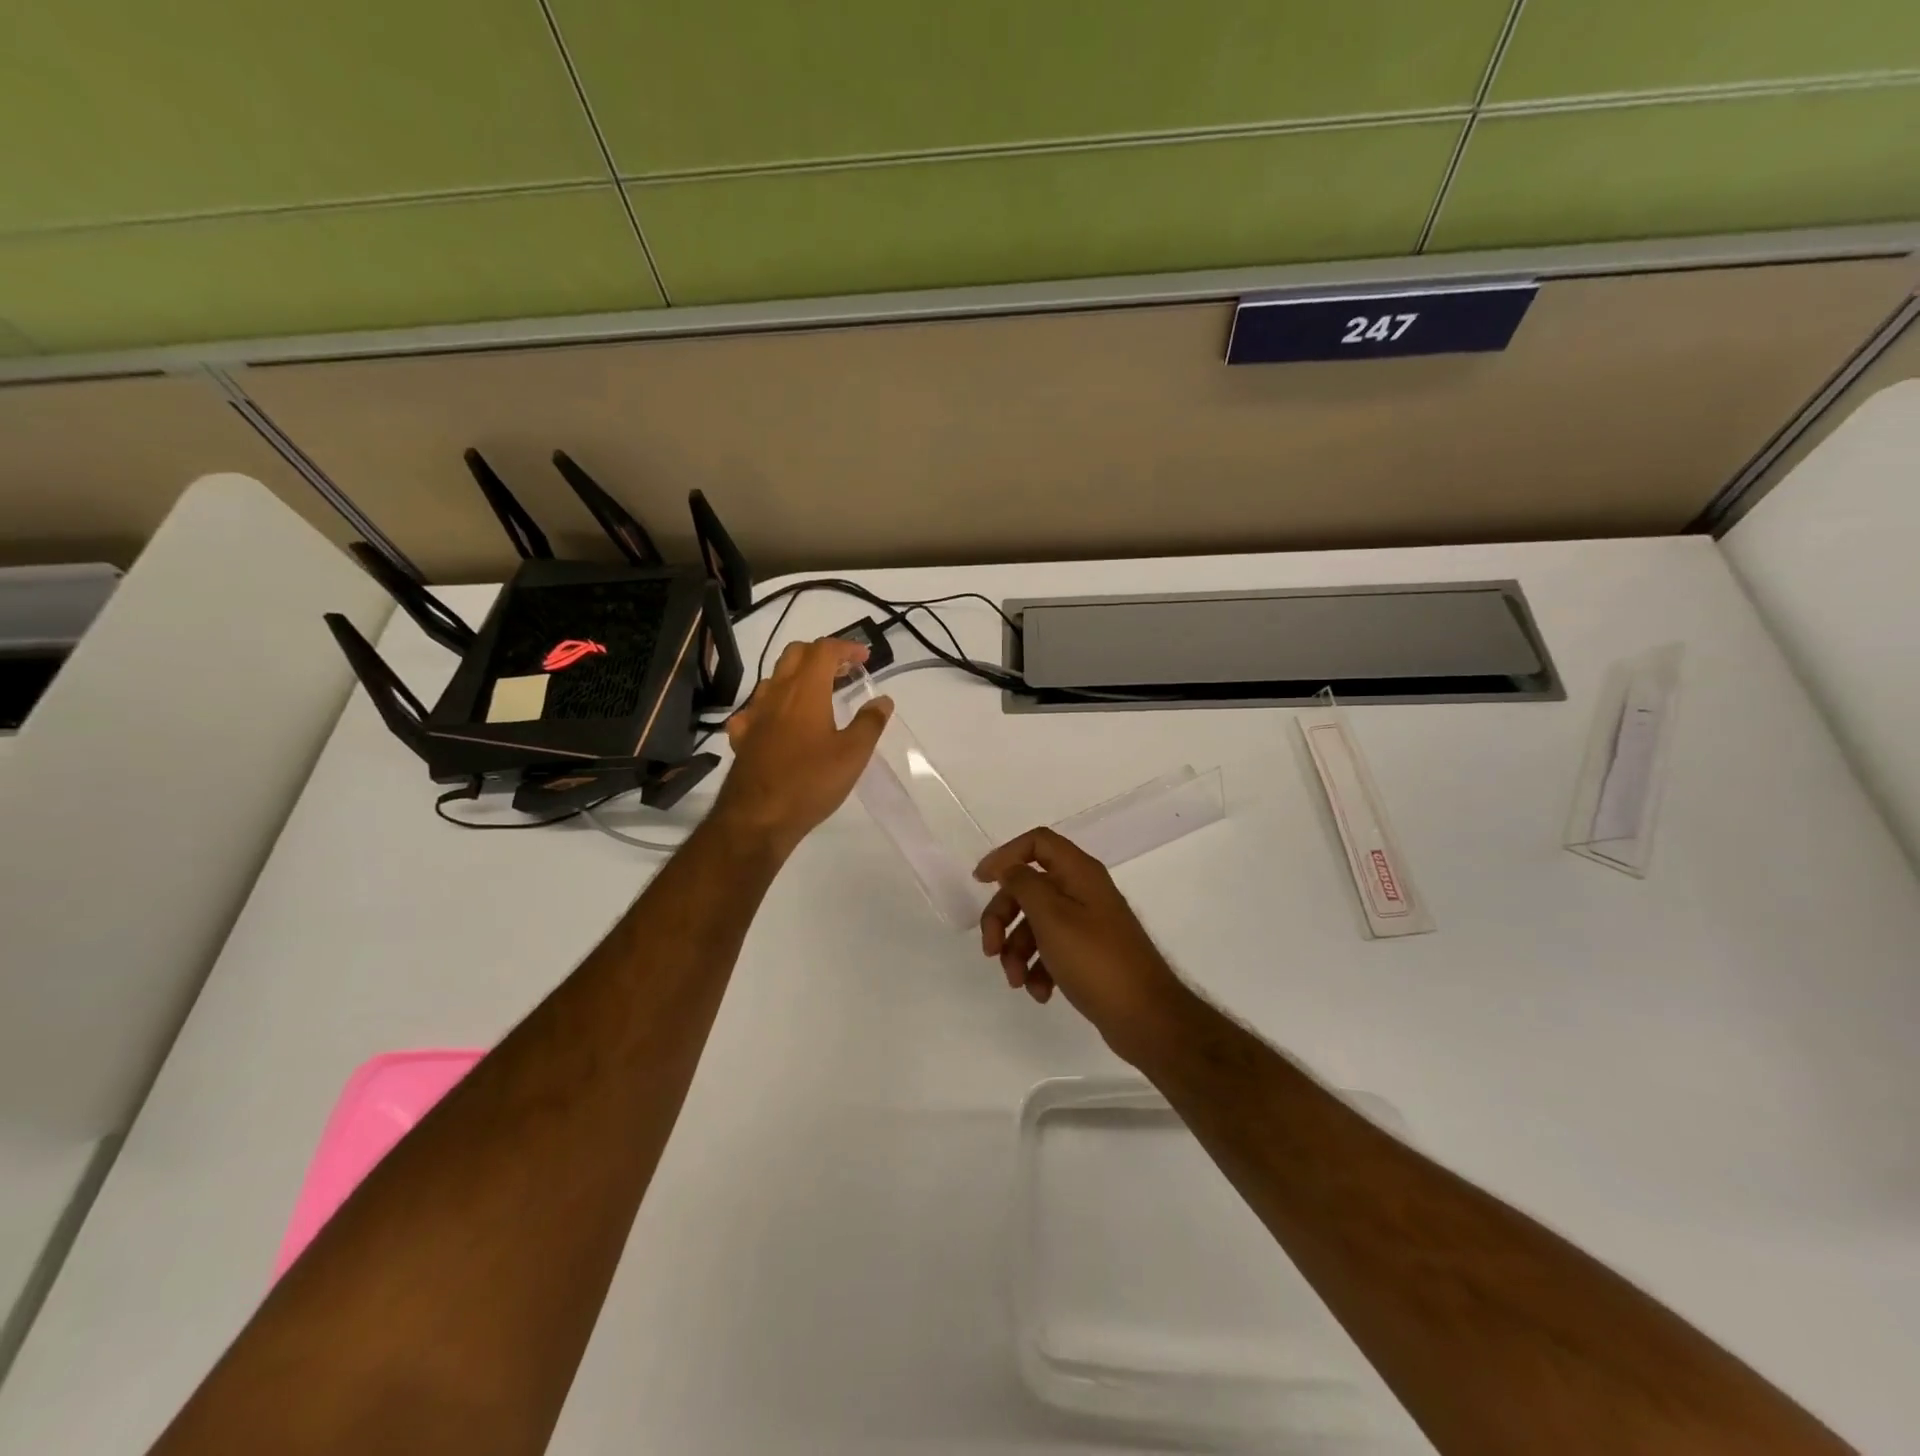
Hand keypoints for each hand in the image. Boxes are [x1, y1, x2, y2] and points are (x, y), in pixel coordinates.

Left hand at [715, 638, 891, 855]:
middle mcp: (776, 693)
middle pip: (795, 655)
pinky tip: (781, 722)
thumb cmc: (811, 782)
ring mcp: (754, 714)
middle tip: (844, 671)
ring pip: (774, 678)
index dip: (846, 647)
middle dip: (821, 654)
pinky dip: (774, 705)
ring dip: (798, 676)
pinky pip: (757, 708)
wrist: (758, 818)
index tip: (865, 658)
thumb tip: (883, 700)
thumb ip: (870, 723)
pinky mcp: (742, 737)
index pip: (824, 650)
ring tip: (819, 694)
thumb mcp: (853, 754)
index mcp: (805, 690)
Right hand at [974, 828, 1187, 1058]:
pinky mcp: (1088, 954)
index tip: (980, 881)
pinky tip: (1040, 992)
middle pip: (1029, 887)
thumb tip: (1009, 868)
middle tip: (990, 949)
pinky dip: (1038, 969)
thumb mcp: (1052, 917)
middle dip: (1003, 917)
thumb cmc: (1095, 961)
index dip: (1006, 855)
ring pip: (1036, 923)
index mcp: (1079, 872)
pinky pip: (1051, 950)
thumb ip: (1025, 885)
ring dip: (1017, 951)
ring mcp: (1087, 924)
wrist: (1146, 1017)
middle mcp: (1083, 891)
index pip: (1037, 843)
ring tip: (1017, 981)